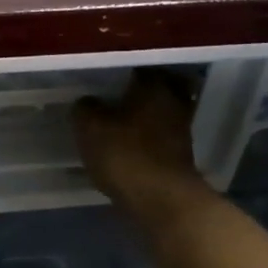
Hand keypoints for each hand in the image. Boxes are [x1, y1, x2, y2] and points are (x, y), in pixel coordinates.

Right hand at [73, 71, 215, 221]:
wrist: (162, 201)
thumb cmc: (125, 155)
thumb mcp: (90, 128)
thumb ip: (85, 109)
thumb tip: (87, 102)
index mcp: (154, 86)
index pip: (140, 67)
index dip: (122, 71)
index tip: (106, 78)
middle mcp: (174, 102)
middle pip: (161, 87)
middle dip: (143, 90)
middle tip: (118, 95)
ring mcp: (182, 130)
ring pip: (164, 112)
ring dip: (147, 114)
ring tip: (120, 121)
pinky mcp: (182, 155)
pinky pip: (163, 135)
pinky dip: (150, 136)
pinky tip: (130, 143)